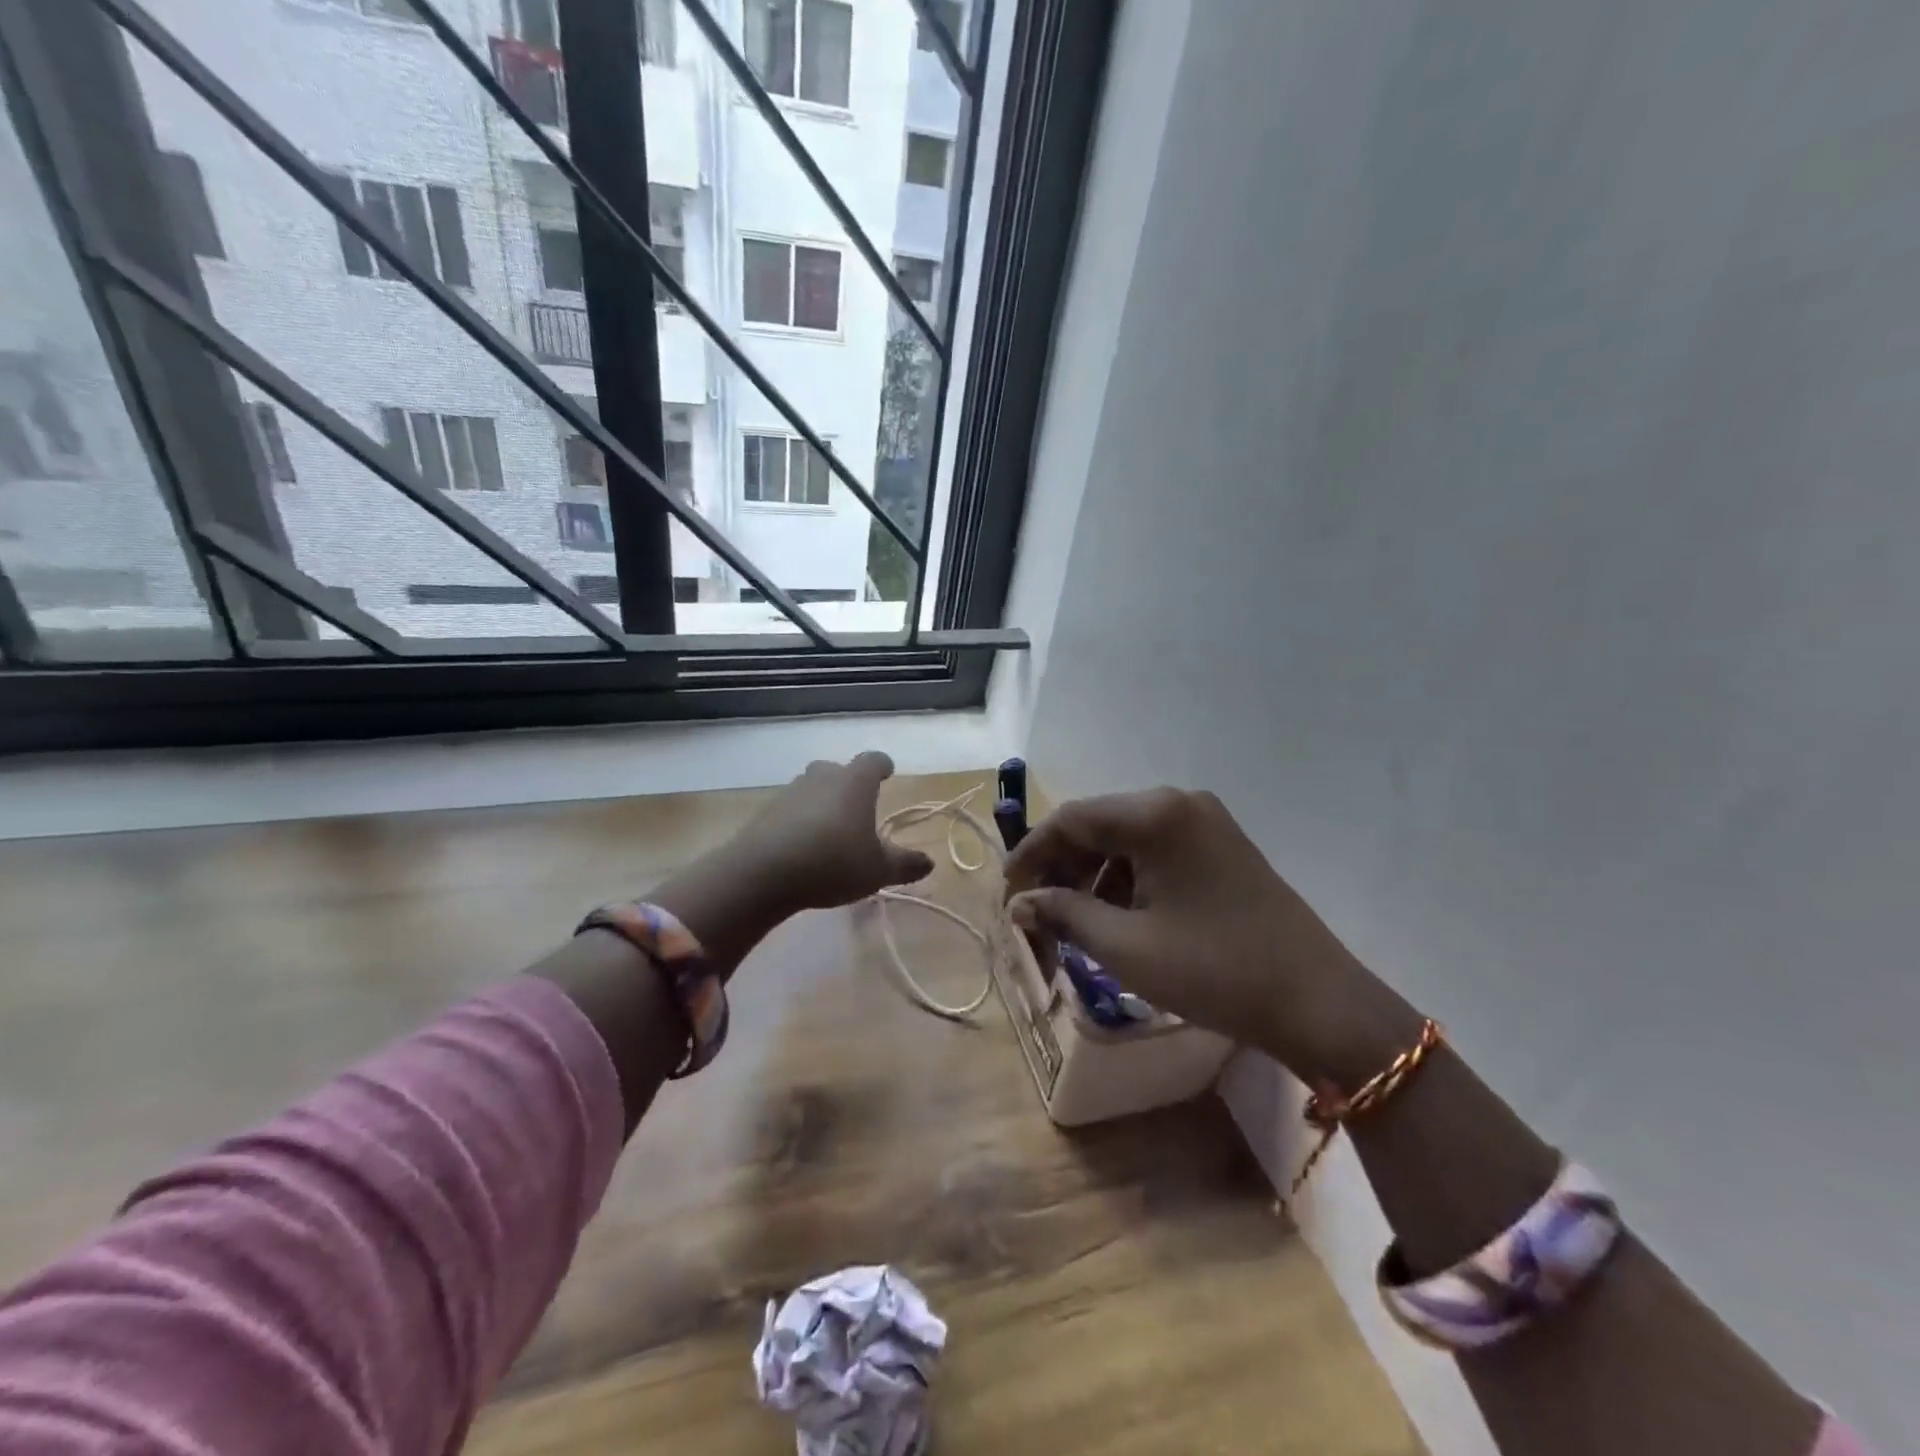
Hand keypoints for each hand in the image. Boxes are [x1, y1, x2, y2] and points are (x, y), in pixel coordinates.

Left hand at [645, 753, 931, 980]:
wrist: (762, 873)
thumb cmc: (833, 863)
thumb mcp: (878, 870)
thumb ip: (905, 864)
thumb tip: (929, 862)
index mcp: (855, 783)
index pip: (873, 760)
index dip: (882, 765)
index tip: (887, 772)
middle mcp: (822, 777)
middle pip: (838, 770)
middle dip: (848, 784)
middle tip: (857, 806)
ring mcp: (790, 792)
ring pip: (811, 788)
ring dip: (821, 802)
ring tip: (829, 830)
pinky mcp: (765, 812)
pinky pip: (790, 809)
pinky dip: (799, 820)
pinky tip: (802, 846)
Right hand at [1004, 789, 1419, 1087]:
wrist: (1318, 1002)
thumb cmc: (1213, 970)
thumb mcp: (1126, 946)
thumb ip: (1064, 914)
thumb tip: (1019, 905)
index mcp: (1155, 814)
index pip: (1071, 819)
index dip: (1031, 852)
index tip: (1007, 890)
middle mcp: (1179, 803)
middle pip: (1099, 824)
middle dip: (1062, 867)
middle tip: (1037, 911)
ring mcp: (1206, 823)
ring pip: (1127, 840)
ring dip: (1094, 876)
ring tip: (1076, 922)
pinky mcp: (1222, 847)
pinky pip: (1157, 852)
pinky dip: (1128, 880)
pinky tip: (1121, 918)